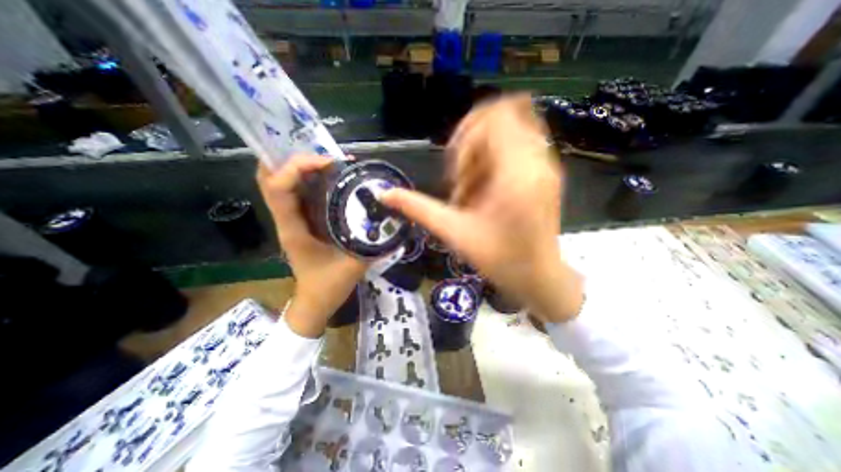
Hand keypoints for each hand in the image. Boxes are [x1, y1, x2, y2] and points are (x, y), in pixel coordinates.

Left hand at [257, 155, 367, 334]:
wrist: (315, 301)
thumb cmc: (329, 286)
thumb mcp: (354, 265)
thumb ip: (372, 243)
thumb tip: (390, 219)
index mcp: (294, 229)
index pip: (278, 187)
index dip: (297, 166)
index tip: (328, 162)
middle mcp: (287, 219)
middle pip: (270, 177)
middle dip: (292, 158)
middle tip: (323, 154)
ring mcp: (291, 219)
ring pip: (280, 182)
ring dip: (300, 166)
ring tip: (328, 161)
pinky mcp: (300, 221)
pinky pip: (296, 192)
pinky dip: (307, 178)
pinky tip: (330, 178)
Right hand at [383, 96, 586, 323]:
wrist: (538, 276)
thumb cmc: (499, 259)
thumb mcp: (454, 232)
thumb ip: (418, 208)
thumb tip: (384, 193)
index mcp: (516, 173)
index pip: (494, 117)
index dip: (465, 136)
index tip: (455, 172)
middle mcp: (537, 159)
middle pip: (503, 114)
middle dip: (472, 142)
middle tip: (463, 178)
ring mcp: (546, 163)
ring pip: (511, 126)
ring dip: (483, 150)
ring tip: (475, 186)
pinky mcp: (547, 171)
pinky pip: (519, 142)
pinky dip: (496, 156)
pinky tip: (488, 187)